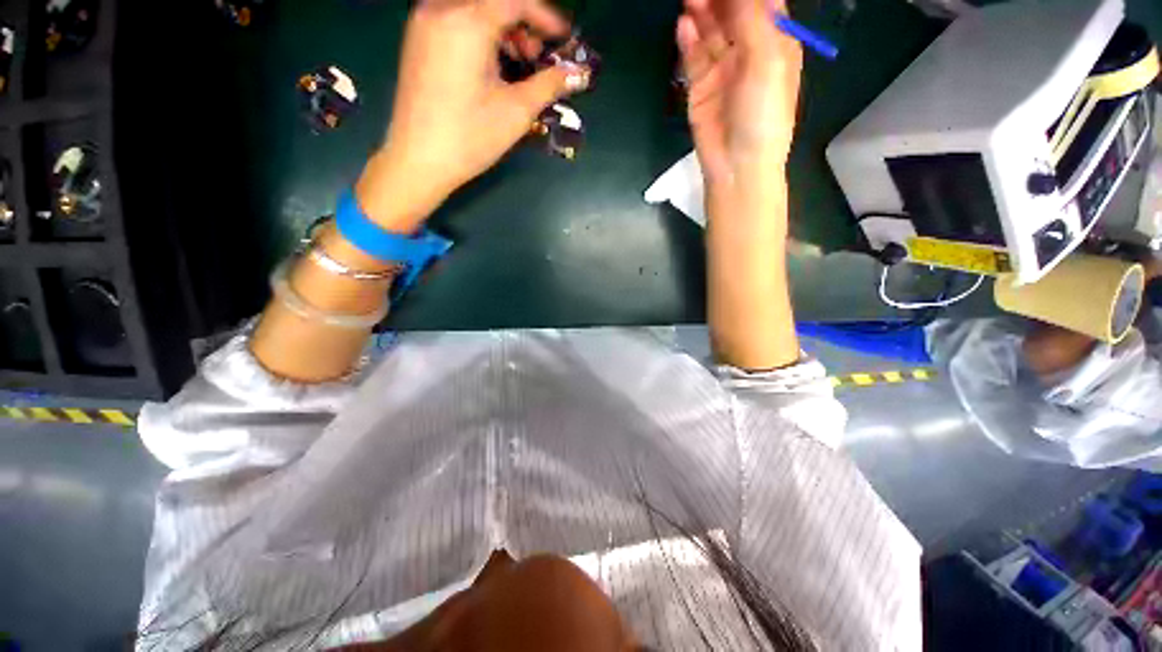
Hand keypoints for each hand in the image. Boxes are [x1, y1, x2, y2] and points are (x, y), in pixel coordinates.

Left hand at [358, 0, 590, 231]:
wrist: (419, 160)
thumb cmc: (470, 137)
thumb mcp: (516, 111)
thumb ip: (549, 85)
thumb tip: (578, 74)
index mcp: (467, 22)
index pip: (515, 0)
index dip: (545, 16)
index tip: (564, 38)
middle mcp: (441, 9)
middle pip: (493, 1)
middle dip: (523, 24)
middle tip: (537, 59)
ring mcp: (424, 23)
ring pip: (474, 9)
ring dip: (502, 29)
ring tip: (516, 67)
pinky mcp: (417, 40)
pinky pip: (456, 21)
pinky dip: (481, 34)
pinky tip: (490, 67)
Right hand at [677, 0, 801, 187]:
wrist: (737, 166)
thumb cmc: (763, 114)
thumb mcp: (768, 62)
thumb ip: (752, 20)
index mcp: (775, 43)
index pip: (761, 2)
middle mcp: (748, 51)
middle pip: (732, 13)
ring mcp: (722, 70)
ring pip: (710, 32)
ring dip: (701, 13)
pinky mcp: (700, 89)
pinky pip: (693, 58)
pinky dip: (688, 41)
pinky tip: (684, 25)